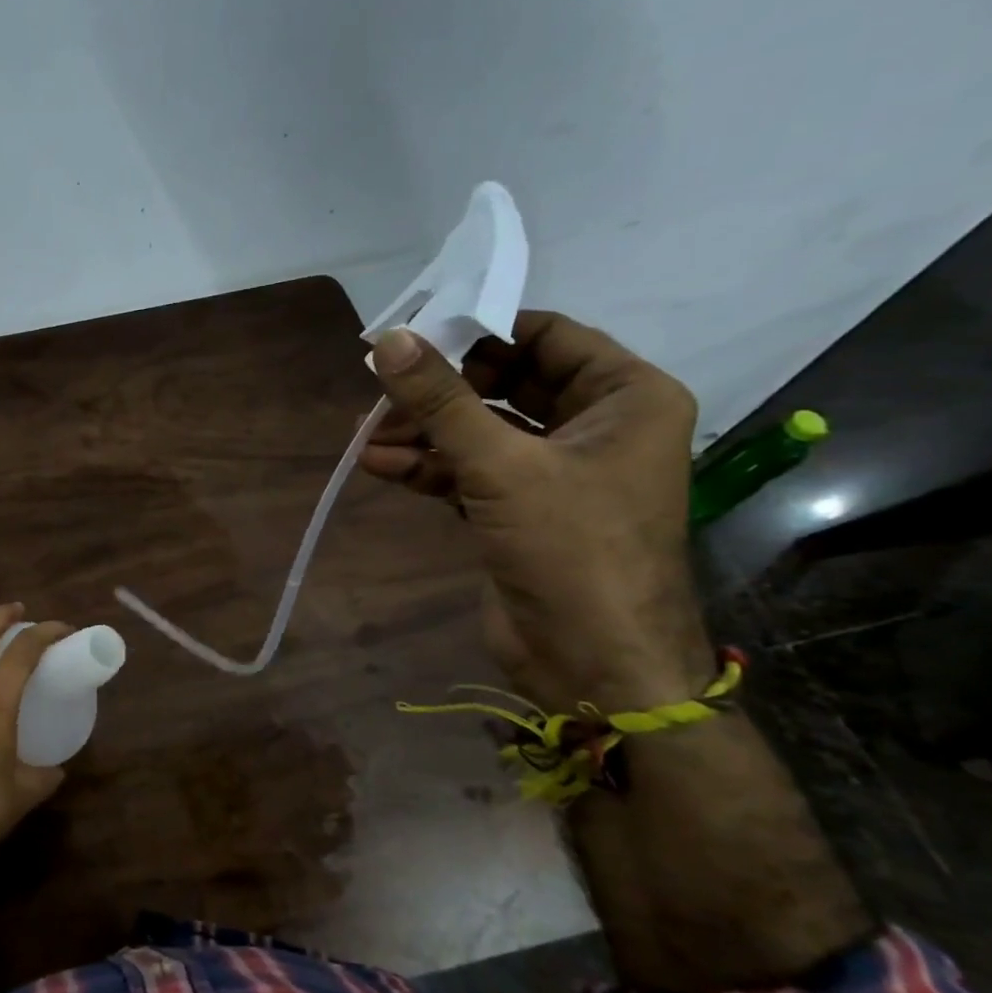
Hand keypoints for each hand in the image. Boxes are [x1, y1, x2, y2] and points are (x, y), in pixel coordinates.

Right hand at [361, 311, 711, 712]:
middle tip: (383, 392)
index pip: (547, 337)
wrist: (591, 661)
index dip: (480, 331)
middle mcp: (595, 426)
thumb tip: (390, 341)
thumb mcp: (502, 466)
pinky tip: (379, 465)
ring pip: (480, 431)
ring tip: (367, 436)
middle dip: (441, 392)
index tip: (416, 333)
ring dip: (423, 433)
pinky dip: (427, 467)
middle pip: (505, 384)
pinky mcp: (519, 509)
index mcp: (625, 398)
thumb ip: (441, 403)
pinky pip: (469, 471)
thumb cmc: (571, 548)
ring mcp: (554, 471)